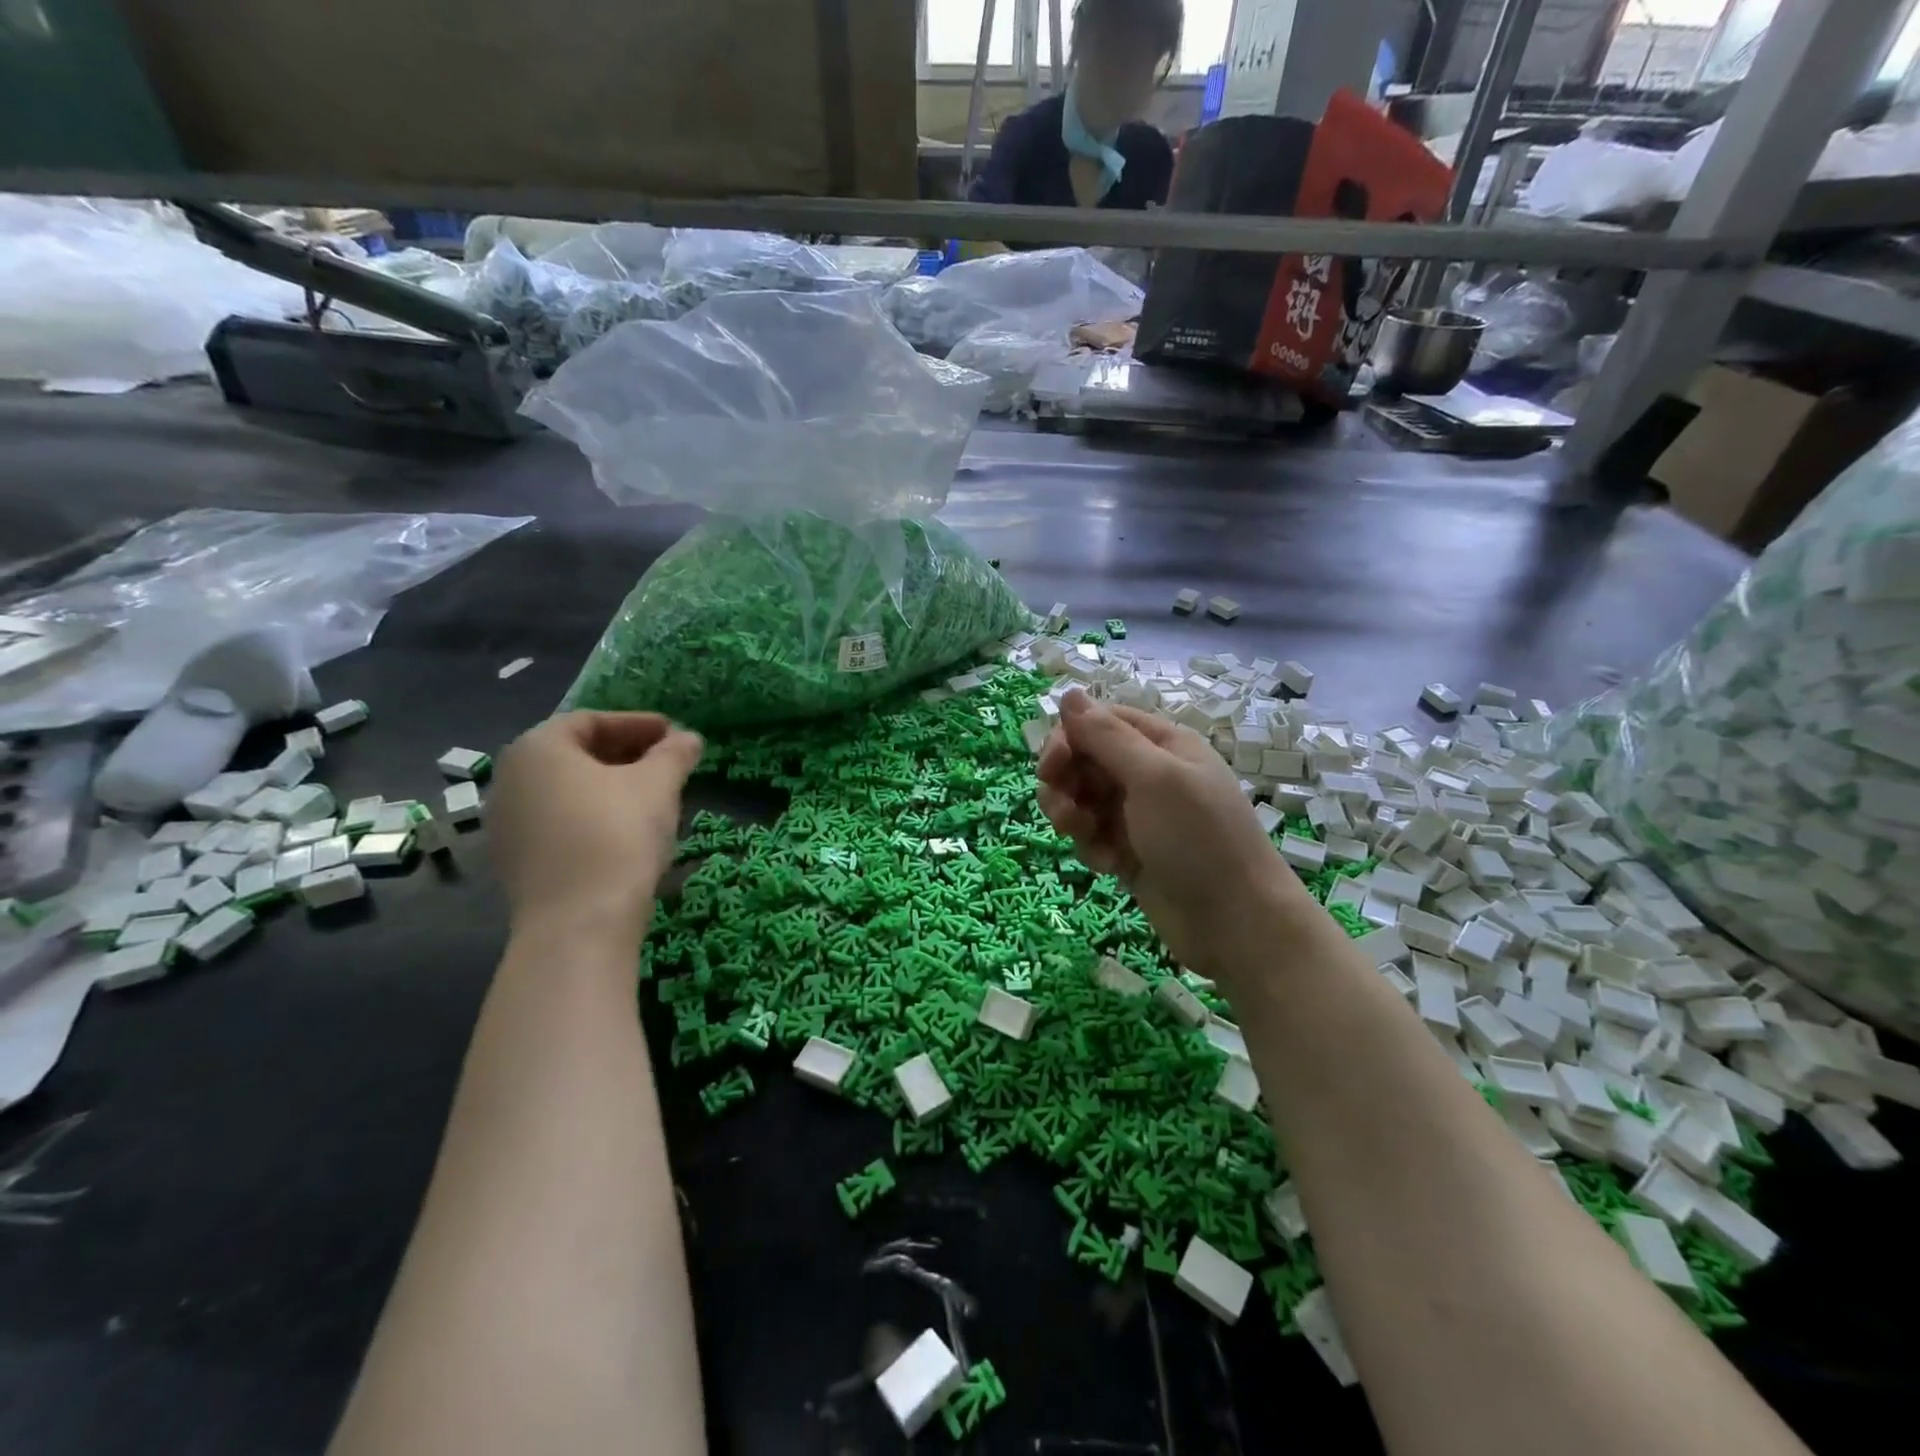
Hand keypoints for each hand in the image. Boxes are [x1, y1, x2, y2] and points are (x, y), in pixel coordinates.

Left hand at [491, 712, 703, 942]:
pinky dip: (591, 817)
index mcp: (537, 748)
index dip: (637, 723)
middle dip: (624, 754)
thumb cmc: (618, 834)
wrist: (579, 922)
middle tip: (665, 763)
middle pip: (574, 754)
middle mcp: (509, 779)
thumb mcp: (658, 784)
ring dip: (609, 787)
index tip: (673, 734)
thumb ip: (674, 753)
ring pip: (565, 791)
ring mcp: (506, 824)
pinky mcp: (514, 863)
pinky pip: (558, 823)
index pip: (590, 720)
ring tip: (651, 798)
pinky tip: (624, 832)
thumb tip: (689, 738)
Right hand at [1036, 690, 1307, 978]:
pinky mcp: (1130, 851)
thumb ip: (1107, 736)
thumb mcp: (1154, 778)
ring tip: (1085, 838)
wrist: (1236, 922)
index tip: (1051, 766)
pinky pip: (1092, 835)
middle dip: (1066, 782)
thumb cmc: (1198, 839)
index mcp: (1161, 744)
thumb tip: (1069, 692)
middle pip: (1085, 760)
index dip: (1069, 738)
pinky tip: (1107, 865)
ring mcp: (1138, 814)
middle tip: (1063, 810)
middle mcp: (1149, 774)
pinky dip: (1091, 846)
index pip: (1099, 721)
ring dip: (1072, 816)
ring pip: (1082, 799)